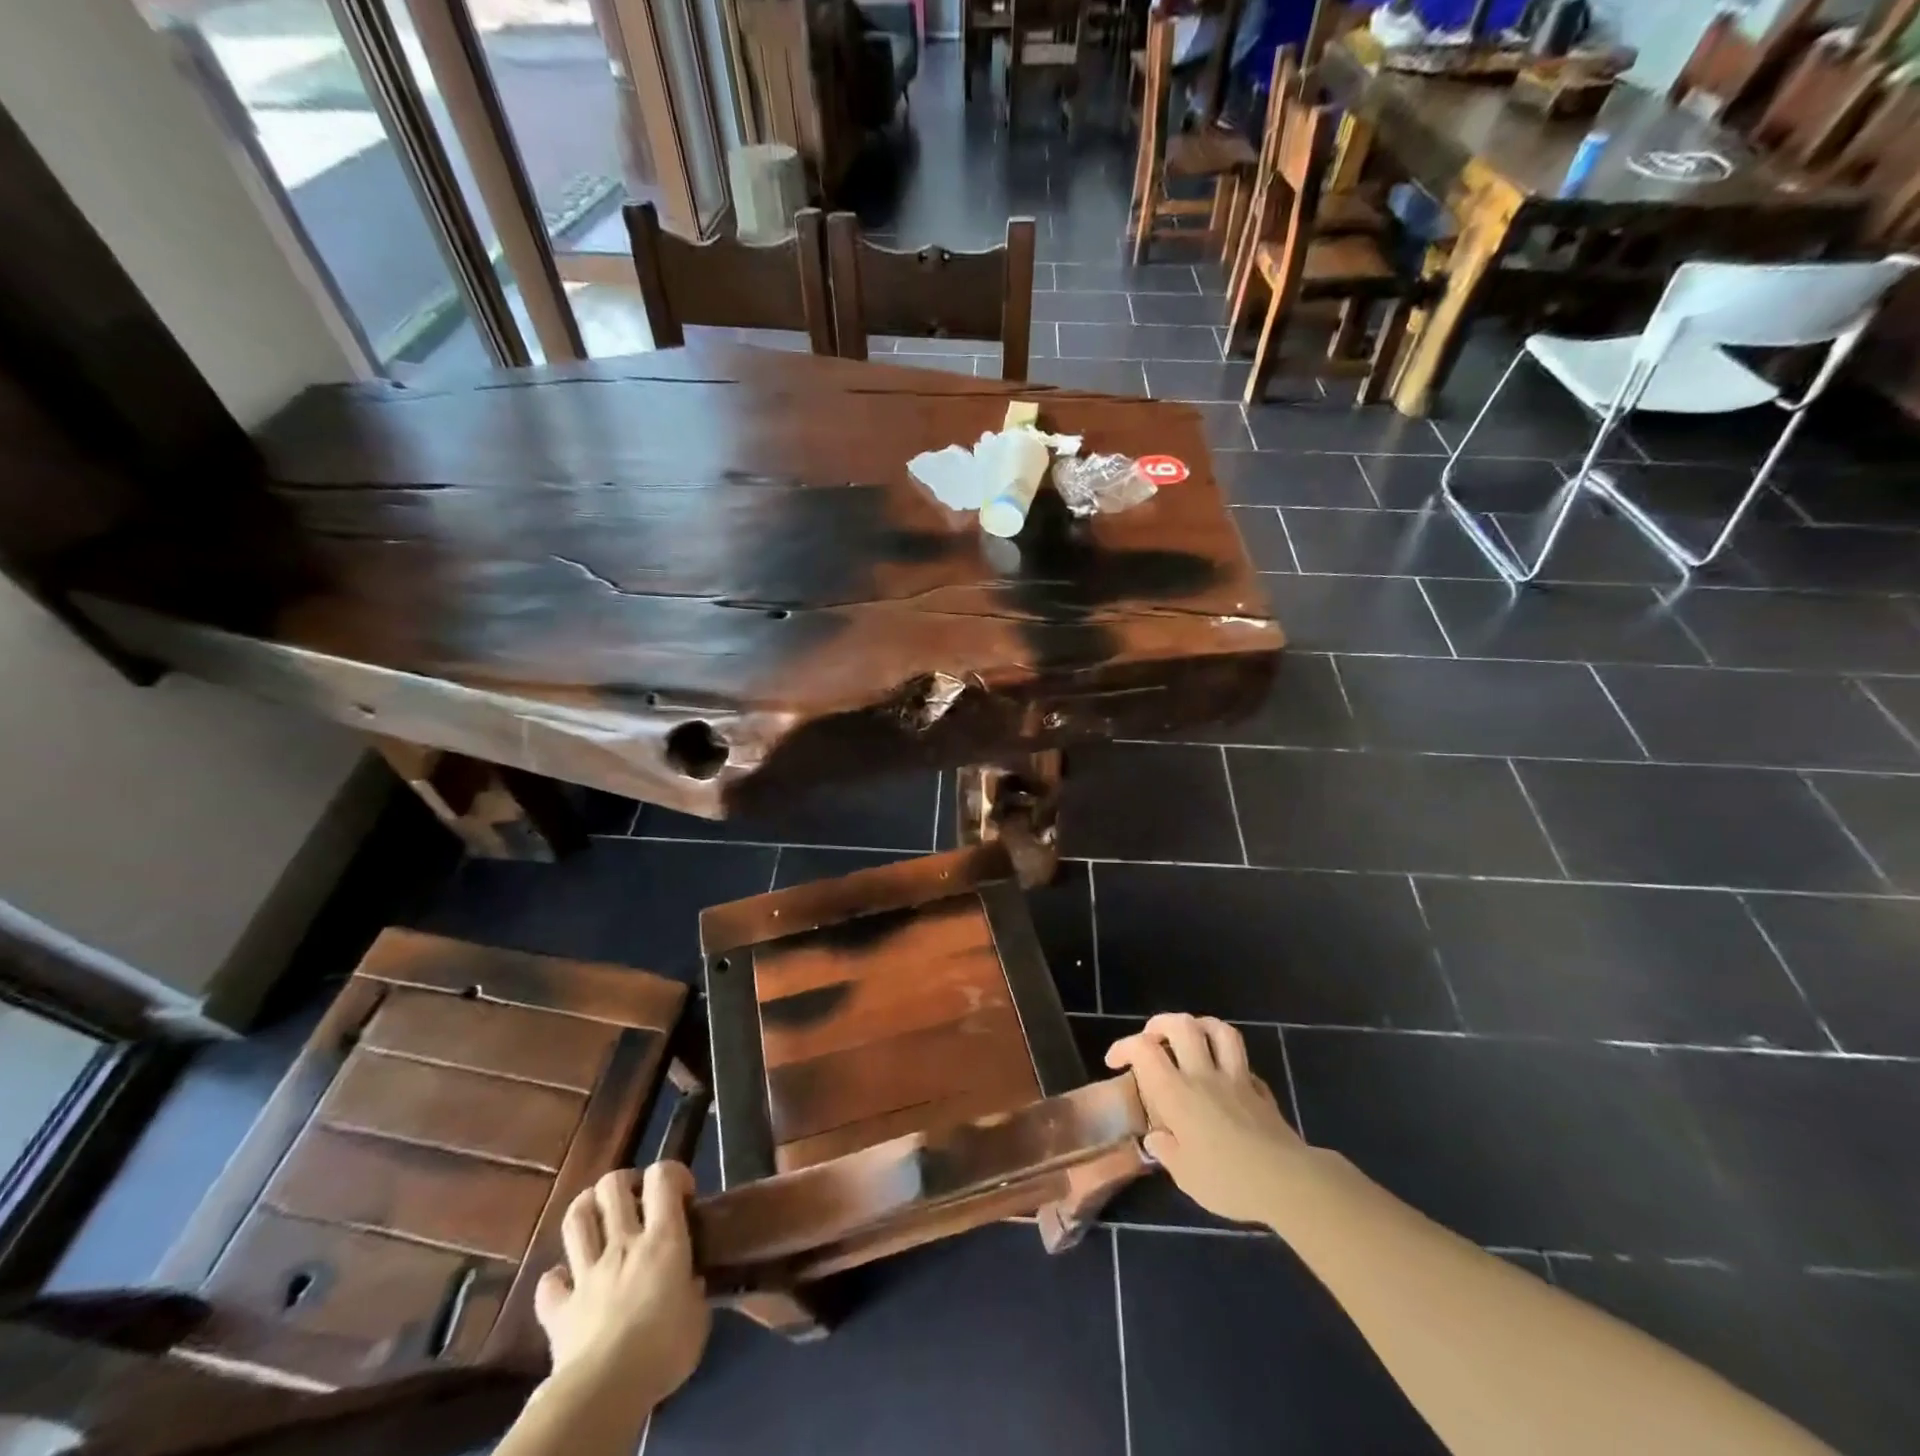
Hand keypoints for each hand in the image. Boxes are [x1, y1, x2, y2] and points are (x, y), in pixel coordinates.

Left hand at [533, 1163, 710, 1409]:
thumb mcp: (698, 1317)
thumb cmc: (663, 1348)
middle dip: (625, 1183)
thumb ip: (694, 1290)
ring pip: (576, 1219)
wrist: (605, 1391)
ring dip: (586, 1209)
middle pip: (612, 1186)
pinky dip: (557, 1279)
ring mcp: (586, 1273)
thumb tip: (690, 1285)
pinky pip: (549, 1284)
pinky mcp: (558, 1309)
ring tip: (599, 1218)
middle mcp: (622, 1243)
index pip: (662, 1176)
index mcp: (661, 1238)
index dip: (673, 1173)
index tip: (683, 1195)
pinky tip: (568, 1283)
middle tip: (638, 1201)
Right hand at [1106, 1013, 1307, 1225]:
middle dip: (1160, 1023)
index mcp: (1177, 1093)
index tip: (1115, 1062)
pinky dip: (1231, 1062)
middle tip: (1151, 1039)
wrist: (1287, 1182)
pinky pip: (1244, 1064)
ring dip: (1200, 1026)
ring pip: (1219, 1031)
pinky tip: (1226, 1076)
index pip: (1144, 1050)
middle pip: (1182, 1025)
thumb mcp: (1185, 1176)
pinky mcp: (1261, 1091)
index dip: (1124, 1046)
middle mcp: (1203, 1075)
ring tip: (1190, 1037)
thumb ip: (1167, 1151)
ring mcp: (1236, 1079)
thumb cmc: (1227, 1180)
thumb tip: (1156, 1138)